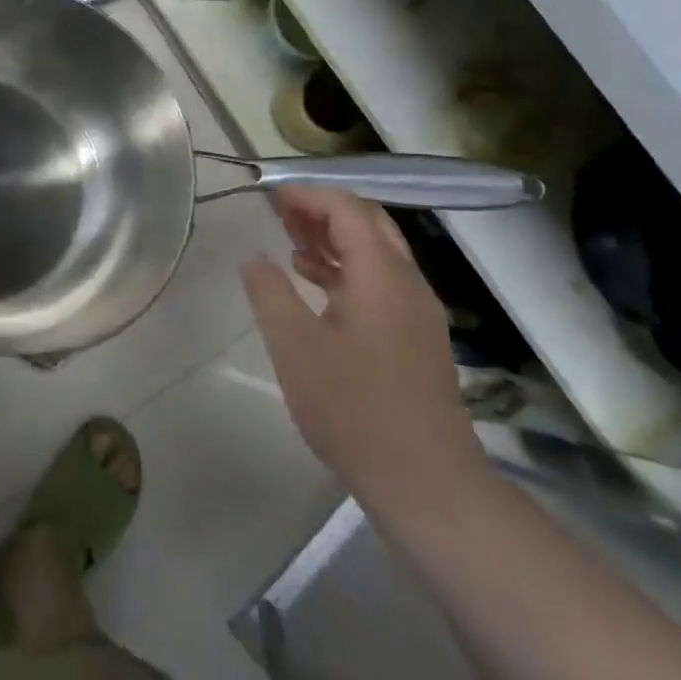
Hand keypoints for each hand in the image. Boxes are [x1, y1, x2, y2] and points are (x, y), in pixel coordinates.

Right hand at [243, 187, 486, 526]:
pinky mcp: (418, 338)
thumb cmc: (354, 409)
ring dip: (335, 240)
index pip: (347, 209)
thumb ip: (270, 293)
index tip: (272, 197)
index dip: (308, 196)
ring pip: (376, 253)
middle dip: (323, 211)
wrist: (426, 483)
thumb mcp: (295, 347)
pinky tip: (318, 287)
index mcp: (382, 274)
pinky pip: (381, 282)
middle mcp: (407, 282)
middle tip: (281, 216)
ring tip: (291, 245)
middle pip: (368, 224)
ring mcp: (418, 311)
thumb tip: (254, 257)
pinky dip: (348, 270)